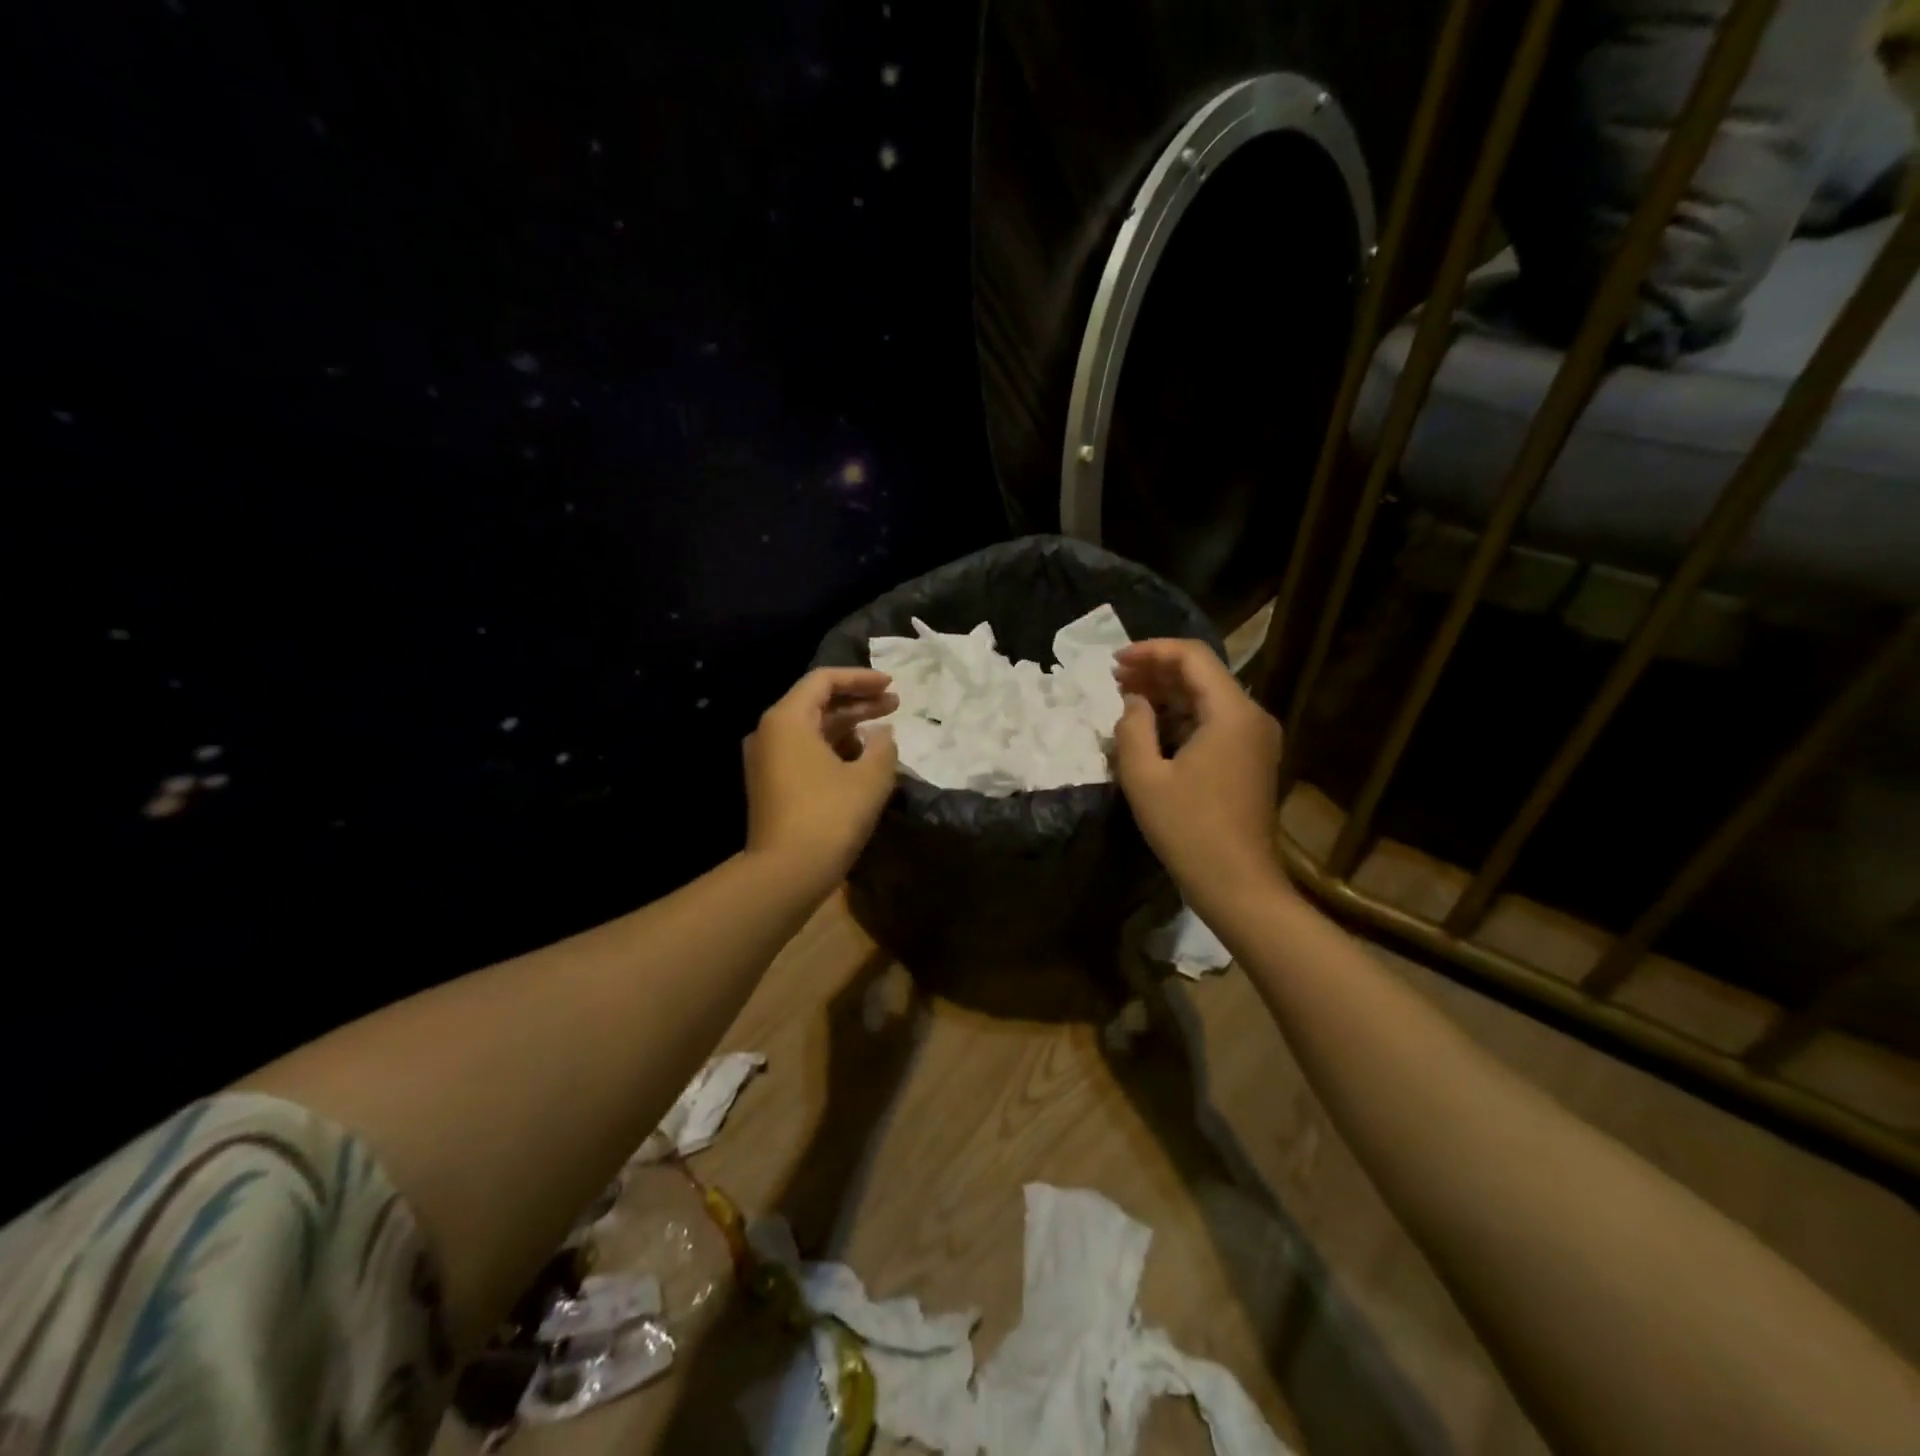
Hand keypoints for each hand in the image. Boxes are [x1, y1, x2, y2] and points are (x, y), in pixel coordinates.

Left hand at [744, 667, 899, 882]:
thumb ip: (883, 746)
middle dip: (858, 701)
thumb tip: (882, 734)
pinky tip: (862, 757)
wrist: (785, 873)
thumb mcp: (870, 778)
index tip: (892, 684)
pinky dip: (834, 747)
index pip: (824, 680)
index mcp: (787, 719)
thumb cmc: (830, 816)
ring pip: (811, 729)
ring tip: (884, 730)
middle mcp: (770, 733)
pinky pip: (804, 751)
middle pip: (816, 703)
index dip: (861, 678)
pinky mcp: (771, 784)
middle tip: (895, 704)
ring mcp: (767, 760)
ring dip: (848, 726)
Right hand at [1112, 639, 1284, 897]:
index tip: (1114, 662)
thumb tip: (1134, 702)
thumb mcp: (1144, 777)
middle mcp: (1252, 716)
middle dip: (1156, 671)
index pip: (1192, 657)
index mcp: (1232, 712)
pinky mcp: (1251, 760)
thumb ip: (1132, 728)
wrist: (1237, 884)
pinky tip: (1153, 726)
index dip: (1151, 651)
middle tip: (1114, 679)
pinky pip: (1215, 722)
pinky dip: (1183, 716)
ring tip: (1127, 698)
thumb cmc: (1188, 830)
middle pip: (1203, 674)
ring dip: (1168, 694)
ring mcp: (1256, 739)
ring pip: (1208, 698)